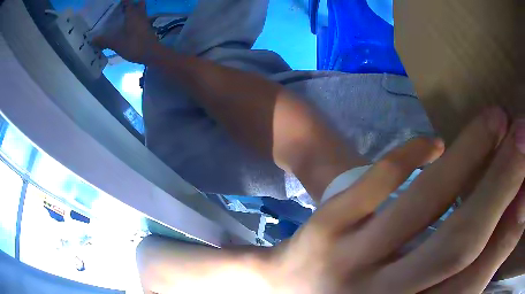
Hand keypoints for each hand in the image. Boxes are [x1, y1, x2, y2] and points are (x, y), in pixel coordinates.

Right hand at [91, 0, 157, 63]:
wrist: (152, 54)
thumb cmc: (134, 45)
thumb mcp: (117, 43)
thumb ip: (105, 41)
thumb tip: (93, 39)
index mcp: (133, 15)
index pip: (128, 3)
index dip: (124, 1)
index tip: (118, 1)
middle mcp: (140, 15)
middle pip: (138, 4)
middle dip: (132, 3)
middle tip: (122, 6)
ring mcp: (145, 22)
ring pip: (142, 11)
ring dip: (136, 10)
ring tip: (126, 13)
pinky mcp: (147, 29)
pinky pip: (142, 19)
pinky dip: (137, 19)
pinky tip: (132, 25)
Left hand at [270, 107, 524, 292]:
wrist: (286, 289)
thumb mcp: (410, 293)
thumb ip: (450, 273)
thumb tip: (500, 225)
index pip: (473, 277)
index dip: (509, 229)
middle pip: (462, 241)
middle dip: (503, 183)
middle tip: (521, 138)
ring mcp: (350, 266)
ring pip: (429, 205)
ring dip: (472, 153)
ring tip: (496, 119)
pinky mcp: (325, 231)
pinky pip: (378, 182)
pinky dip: (413, 155)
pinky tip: (435, 143)